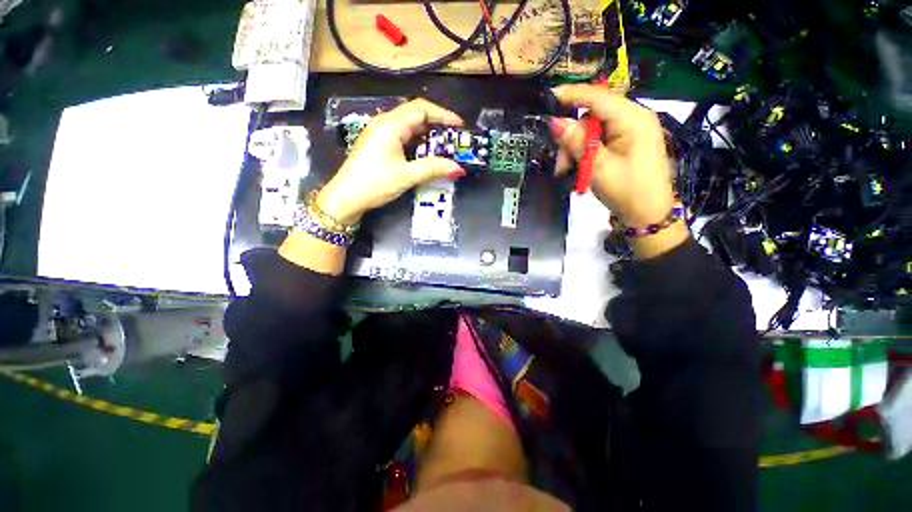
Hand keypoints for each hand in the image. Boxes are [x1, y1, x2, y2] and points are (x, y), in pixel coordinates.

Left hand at [315, 99, 465, 223]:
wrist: (346, 197)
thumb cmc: (374, 183)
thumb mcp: (406, 176)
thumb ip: (433, 169)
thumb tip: (458, 168)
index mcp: (390, 125)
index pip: (421, 108)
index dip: (443, 114)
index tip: (459, 126)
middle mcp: (384, 123)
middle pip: (415, 114)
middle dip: (437, 124)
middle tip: (454, 138)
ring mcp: (380, 133)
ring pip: (409, 125)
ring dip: (427, 133)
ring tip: (444, 146)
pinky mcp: (378, 144)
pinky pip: (402, 135)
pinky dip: (417, 141)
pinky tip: (425, 153)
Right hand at [550, 84, 687, 258]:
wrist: (648, 215)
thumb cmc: (626, 191)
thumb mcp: (597, 167)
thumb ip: (577, 142)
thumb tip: (557, 122)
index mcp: (633, 119)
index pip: (598, 97)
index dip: (573, 95)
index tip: (550, 97)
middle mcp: (634, 118)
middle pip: (592, 116)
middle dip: (572, 138)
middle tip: (561, 163)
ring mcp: (631, 131)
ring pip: (593, 130)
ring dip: (576, 148)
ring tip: (567, 171)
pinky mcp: (627, 143)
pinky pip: (600, 139)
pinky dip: (585, 152)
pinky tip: (580, 168)